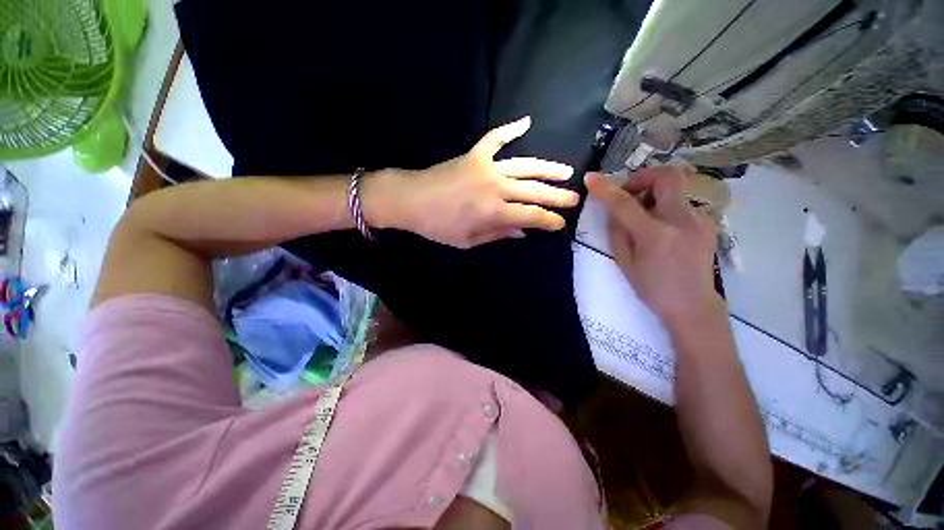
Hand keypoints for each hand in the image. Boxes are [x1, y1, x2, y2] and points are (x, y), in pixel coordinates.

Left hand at [364, 117, 579, 247]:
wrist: (410, 199)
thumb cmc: (438, 226)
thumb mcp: (468, 241)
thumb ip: (498, 235)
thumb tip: (523, 231)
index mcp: (495, 212)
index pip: (532, 216)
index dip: (550, 221)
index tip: (561, 223)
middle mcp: (497, 187)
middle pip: (535, 191)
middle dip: (558, 196)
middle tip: (576, 198)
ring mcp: (487, 167)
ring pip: (525, 165)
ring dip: (547, 168)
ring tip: (566, 170)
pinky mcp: (476, 153)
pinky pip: (495, 138)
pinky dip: (510, 129)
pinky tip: (526, 121)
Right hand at [585, 166, 722, 322]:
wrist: (694, 307)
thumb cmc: (657, 291)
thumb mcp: (627, 266)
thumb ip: (617, 232)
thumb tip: (612, 207)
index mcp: (655, 236)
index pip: (625, 203)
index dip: (606, 188)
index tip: (592, 179)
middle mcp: (680, 221)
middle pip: (665, 176)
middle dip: (646, 177)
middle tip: (636, 193)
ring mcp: (698, 220)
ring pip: (678, 188)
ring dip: (659, 195)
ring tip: (654, 219)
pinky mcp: (708, 223)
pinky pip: (686, 203)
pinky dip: (674, 210)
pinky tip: (672, 230)